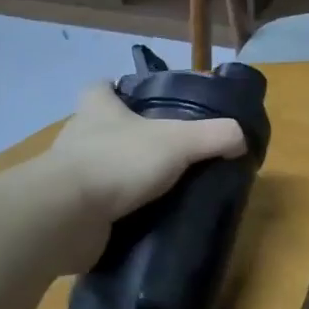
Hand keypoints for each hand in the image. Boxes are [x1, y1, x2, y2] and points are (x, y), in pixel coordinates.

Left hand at [45, 81, 245, 229]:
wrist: (66, 216)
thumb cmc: (118, 162)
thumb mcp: (179, 141)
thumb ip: (215, 136)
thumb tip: (242, 138)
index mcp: (97, 109)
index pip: (100, 87)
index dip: (117, 89)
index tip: (140, 100)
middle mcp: (78, 138)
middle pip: (101, 128)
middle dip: (128, 137)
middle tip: (166, 151)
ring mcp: (70, 177)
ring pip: (100, 169)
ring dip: (124, 177)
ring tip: (161, 190)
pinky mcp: (70, 212)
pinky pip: (98, 208)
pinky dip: (117, 213)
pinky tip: (144, 221)